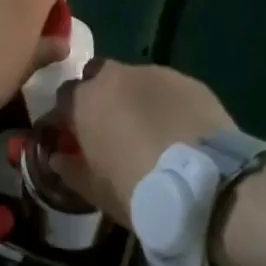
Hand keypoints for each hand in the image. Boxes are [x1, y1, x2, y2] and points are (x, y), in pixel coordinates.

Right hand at [51, 62, 234, 224]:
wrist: (207, 183)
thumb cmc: (139, 190)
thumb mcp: (96, 191)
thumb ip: (70, 170)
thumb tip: (57, 159)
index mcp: (86, 100)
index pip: (65, 95)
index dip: (69, 114)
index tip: (75, 135)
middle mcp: (116, 76)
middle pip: (99, 76)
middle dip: (101, 95)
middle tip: (112, 127)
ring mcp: (156, 74)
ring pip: (136, 80)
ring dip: (136, 98)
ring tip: (151, 130)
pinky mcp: (190, 81)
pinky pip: (168, 89)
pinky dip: (167, 104)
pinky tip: (179, 130)